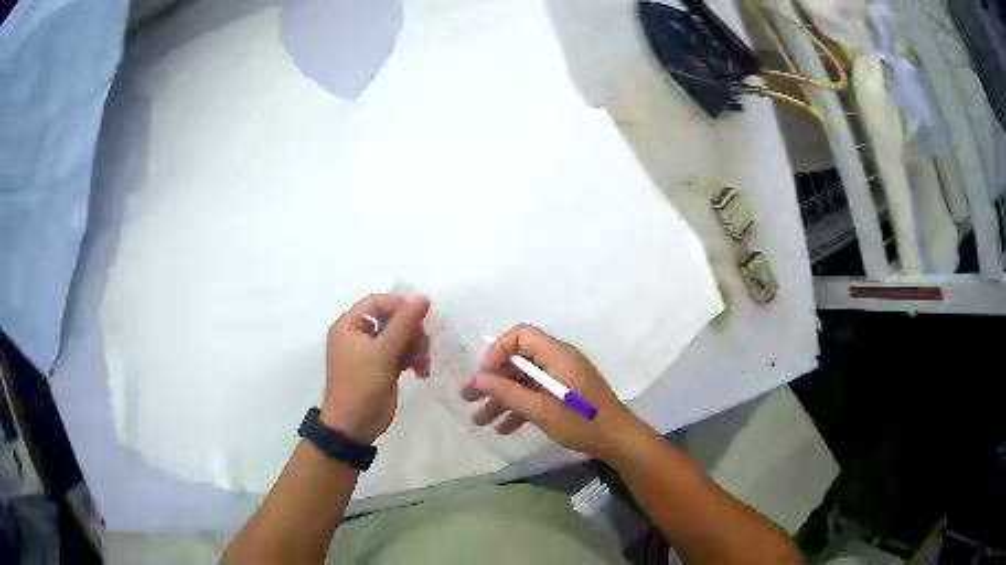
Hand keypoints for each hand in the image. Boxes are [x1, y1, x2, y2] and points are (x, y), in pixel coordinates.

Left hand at [320, 293, 430, 443]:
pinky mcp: (382, 368)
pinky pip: (401, 354)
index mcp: (350, 325)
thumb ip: (404, 324)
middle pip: (391, 319)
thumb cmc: (362, 385)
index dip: (400, 307)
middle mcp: (359, 335)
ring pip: (399, 337)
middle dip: (411, 332)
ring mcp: (371, 353)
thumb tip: (423, 297)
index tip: (421, 319)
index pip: (378, 302)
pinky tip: (421, 372)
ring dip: (415, 347)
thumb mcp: (383, 352)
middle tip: (423, 347)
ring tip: (423, 364)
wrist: (354, 426)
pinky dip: (412, 359)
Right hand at [462, 324, 646, 460]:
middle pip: (518, 361)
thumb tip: (479, 378)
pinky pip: (535, 394)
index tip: (484, 374)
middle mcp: (558, 361)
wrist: (618, 440)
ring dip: (501, 399)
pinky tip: (502, 429)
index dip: (498, 350)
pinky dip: (519, 408)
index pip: (521, 335)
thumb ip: (508, 393)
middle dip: (492, 380)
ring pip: (524, 381)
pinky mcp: (565, 395)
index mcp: (557, 355)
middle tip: (467, 397)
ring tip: (478, 420)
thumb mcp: (540, 410)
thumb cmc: (581, 422)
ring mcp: (562, 379)